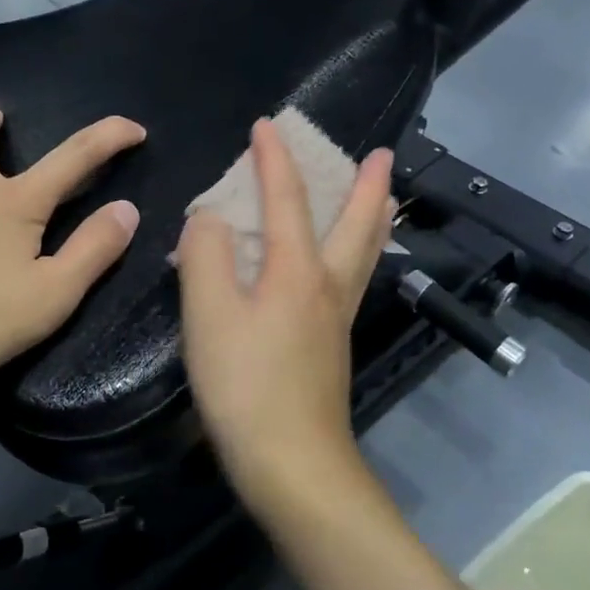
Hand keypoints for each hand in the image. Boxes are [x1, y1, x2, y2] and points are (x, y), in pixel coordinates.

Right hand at [176, 117, 393, 505]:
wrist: (293, 465)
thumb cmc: (246, 386)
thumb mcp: (210, 315)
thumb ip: (206, 255)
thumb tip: (210, 217)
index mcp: (298, 270)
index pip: (288, 198)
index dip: (275, 158)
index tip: (268, 125)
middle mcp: (328, 286)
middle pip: (358, 223)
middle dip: (367, 184)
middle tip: (382, 154)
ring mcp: (338, 317)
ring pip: (367, 252)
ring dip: (374, 216)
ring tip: (384, 195)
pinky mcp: (333, 345)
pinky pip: (355, 277)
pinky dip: (361, 249)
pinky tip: (348, 262)